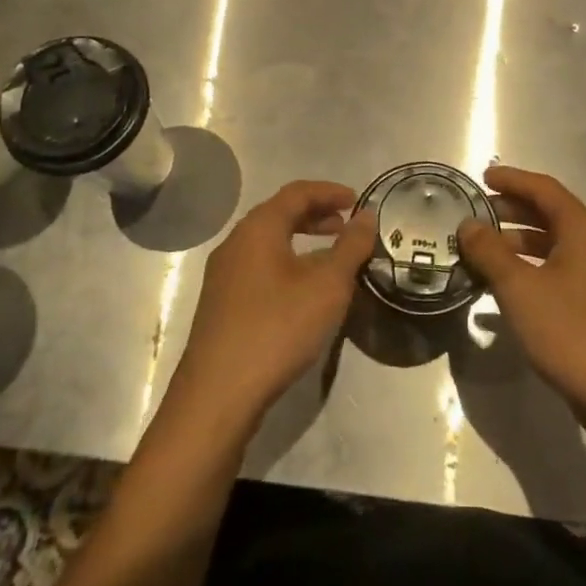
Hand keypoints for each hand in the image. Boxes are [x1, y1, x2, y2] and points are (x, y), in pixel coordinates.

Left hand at [169, 180, 376, 431]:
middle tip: (346, 227)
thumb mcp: (328, 285)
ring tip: (331, 259)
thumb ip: (350, 246)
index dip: (329, 191)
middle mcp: (235, 243)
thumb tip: (367, 215)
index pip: (297, 193)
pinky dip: (287, 264)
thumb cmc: (278, 328)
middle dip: (316, 215)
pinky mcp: (221, 304)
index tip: (357, 201)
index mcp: (258, 228)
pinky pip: (259, 267)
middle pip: (279, 214)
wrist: (218, 394)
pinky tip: (304, 292)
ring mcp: (223, 275)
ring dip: (302, 241)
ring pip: (268, 243)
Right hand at [457, 166, 585, 433]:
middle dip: (514, 210)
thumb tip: (468, 225)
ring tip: (489, 250)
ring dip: (523, 241)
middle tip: (480, 213)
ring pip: (559, 243)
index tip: (483, 177)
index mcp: (584, 228)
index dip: (512, 180)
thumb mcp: (519, 288)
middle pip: (553, 213)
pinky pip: (566, 268)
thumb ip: (490, 252)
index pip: (544, 189)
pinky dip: (537, 266)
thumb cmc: (571, 332)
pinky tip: (514, 287)